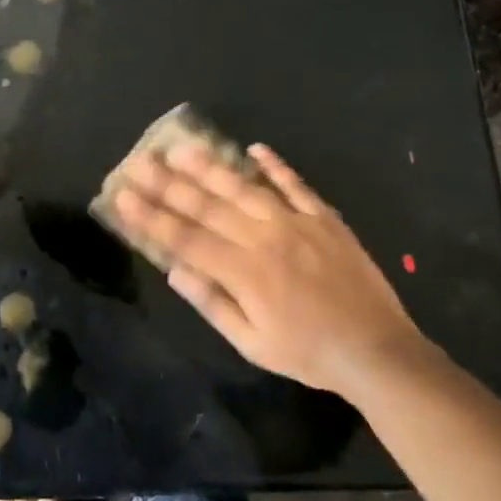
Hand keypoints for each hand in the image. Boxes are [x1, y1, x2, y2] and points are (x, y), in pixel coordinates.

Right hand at [112, 142, 430, 401]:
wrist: (378, 351)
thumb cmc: (308, 354)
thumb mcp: (253, 344)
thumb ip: (212, 304)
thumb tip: (173, 270)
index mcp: (244, 272)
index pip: (185, 238)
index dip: (151, 216)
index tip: (122, 196)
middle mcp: (264, 238)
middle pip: (207, 205)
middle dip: (168, 183)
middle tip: (139, 161)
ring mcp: (296, 223)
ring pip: (244, 187)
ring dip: (210, 166)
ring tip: (182, 146)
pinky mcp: (323, 218)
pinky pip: (294, 185)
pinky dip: (274, 166)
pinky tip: (254, 148)